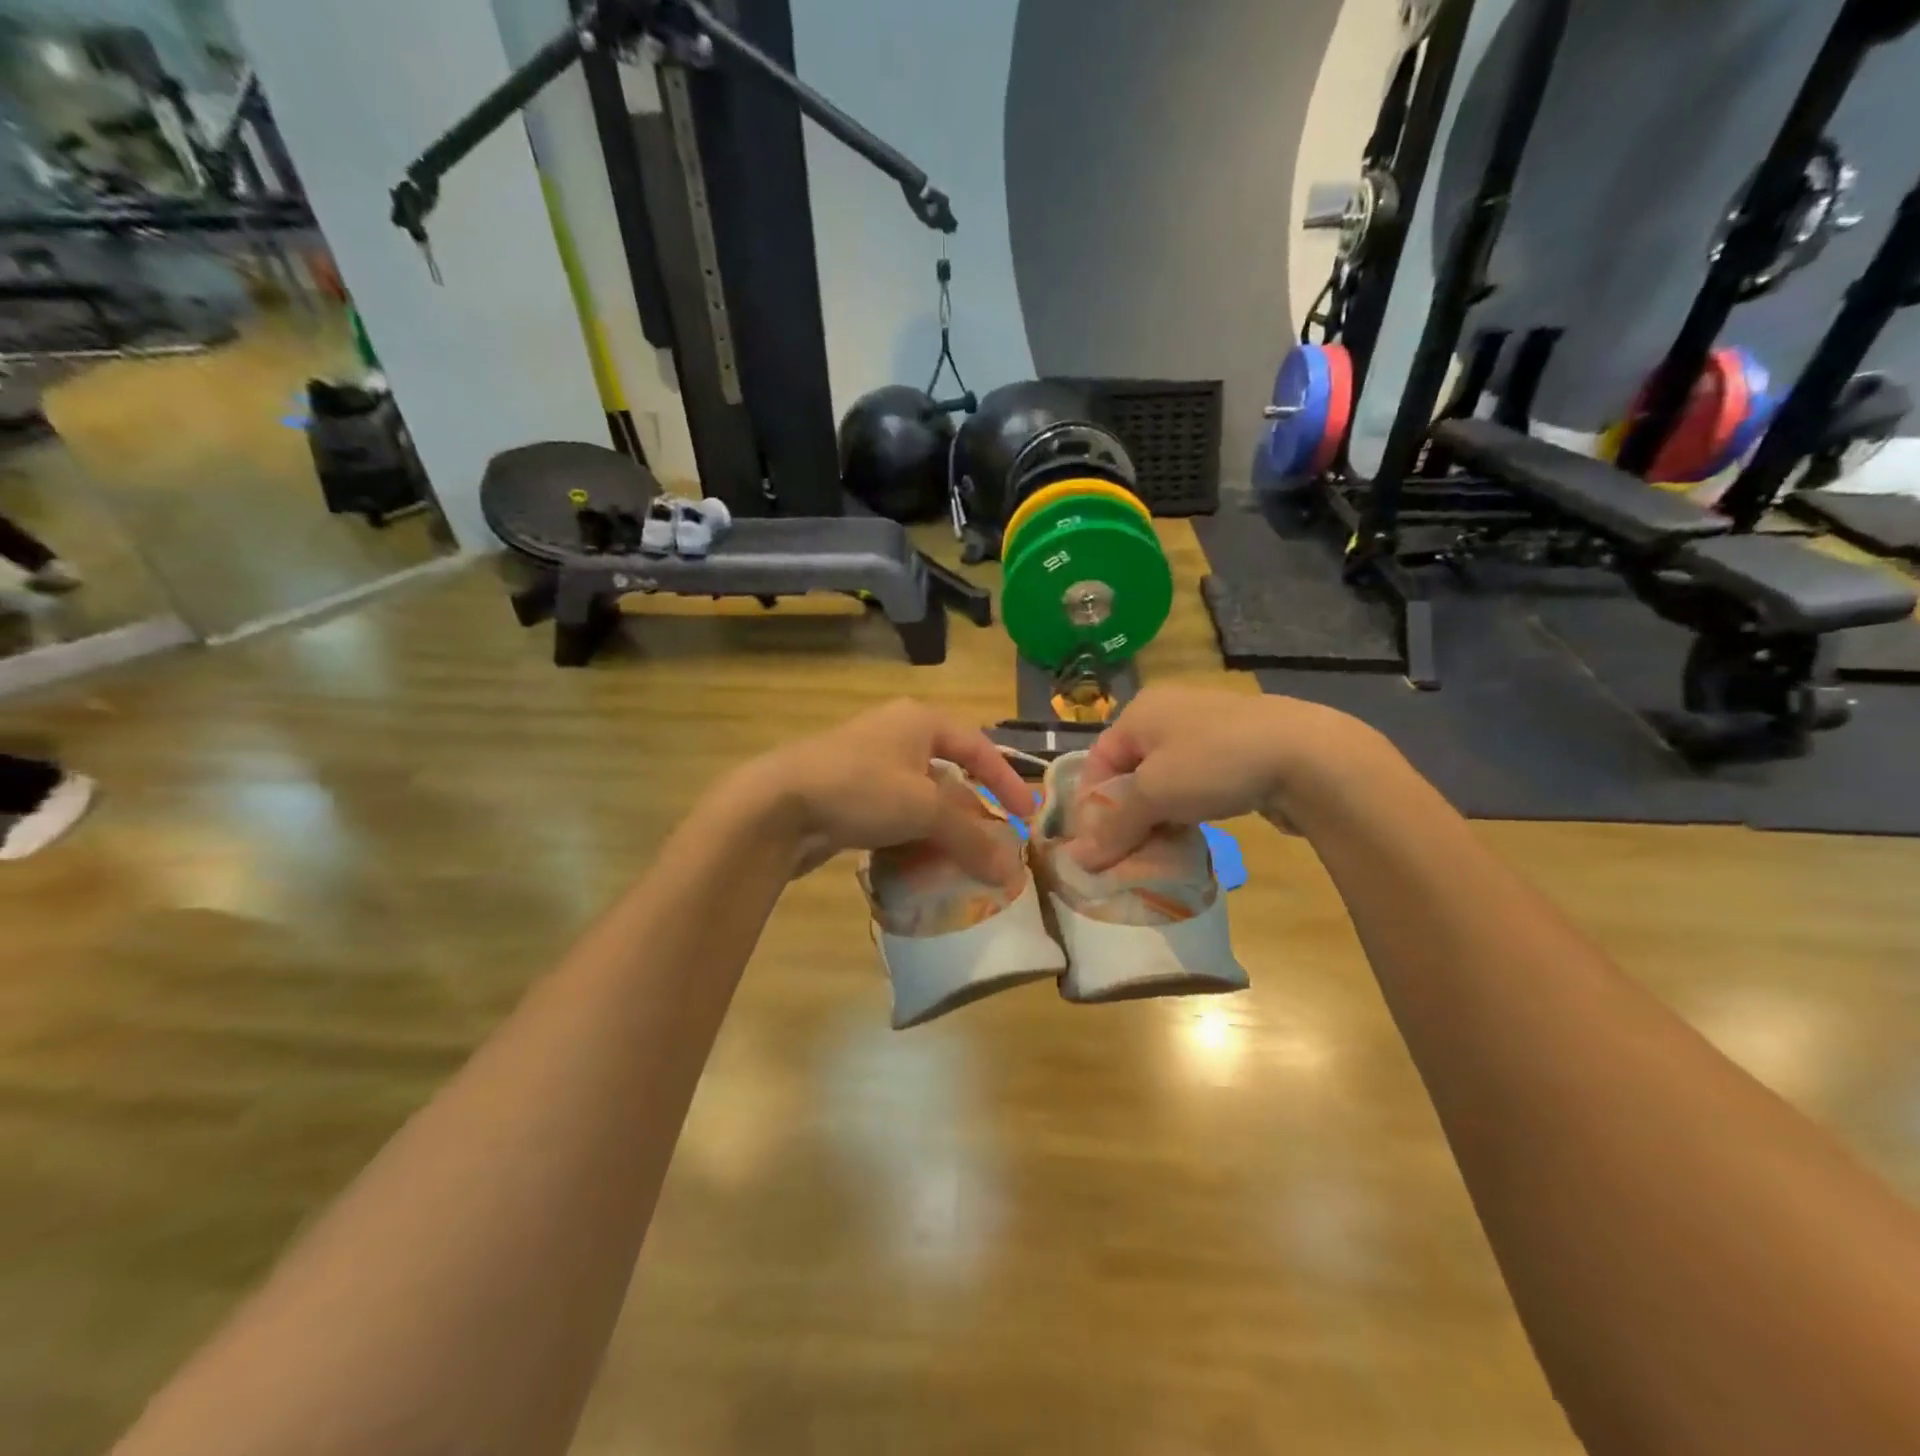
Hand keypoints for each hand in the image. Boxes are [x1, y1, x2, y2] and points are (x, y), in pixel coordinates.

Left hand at [743, 699, 1034, 882]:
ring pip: (919, 798)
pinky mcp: (846, 793)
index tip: (1027, 816)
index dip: (1006, 781)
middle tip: (992, 844)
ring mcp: (868, 763)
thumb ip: (971, 838)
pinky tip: (916, 864)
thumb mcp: (924, 810)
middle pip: (949, 774)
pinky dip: (910, 836)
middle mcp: (896, 734)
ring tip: (958, 861)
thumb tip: (1012, 871)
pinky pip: (893, 814)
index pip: (979, 748)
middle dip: (972, 812)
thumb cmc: (860, 789)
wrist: (776, 805)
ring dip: (941, 829)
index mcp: (920, 721)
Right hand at [1069, 686, 1381, 870]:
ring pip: (1163, 783)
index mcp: (1140, 713)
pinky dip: (1186, 811)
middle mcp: (1168, 715)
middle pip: (1130, 774)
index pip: (1097, 762)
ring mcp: (1206, 732)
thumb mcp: (1154, 795)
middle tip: (1125, 856)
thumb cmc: (1214, 763)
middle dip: (1124, 817)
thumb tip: (1077, 860)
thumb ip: (1114, 826)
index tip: (1096, 848)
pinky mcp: (1236, 752)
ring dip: (1156, 818)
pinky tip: (1191, 836)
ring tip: (1157, 852)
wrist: (1308, 756)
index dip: (1091, 807)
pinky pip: (1195, 785)